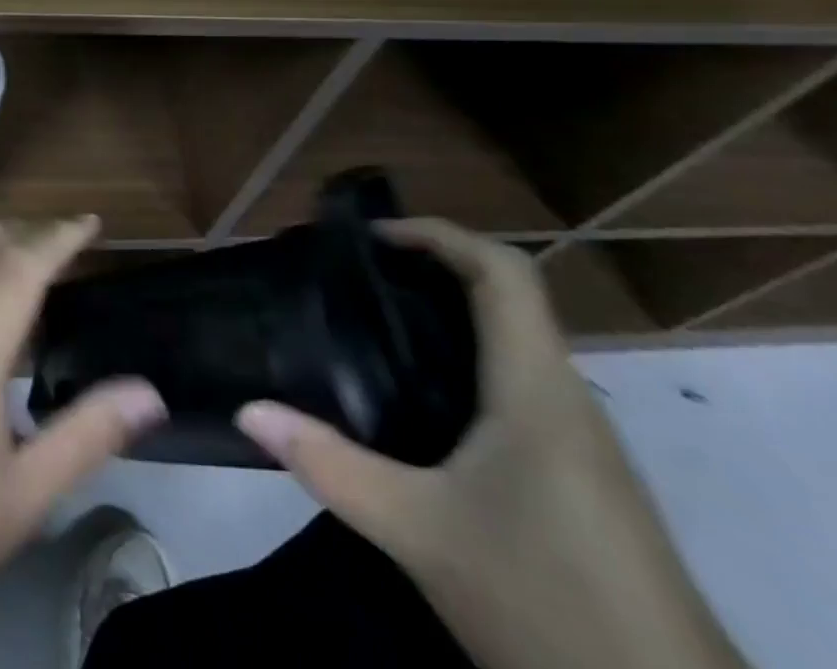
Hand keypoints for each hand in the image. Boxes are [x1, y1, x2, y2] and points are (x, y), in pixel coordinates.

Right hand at [235, 220, 747, 668]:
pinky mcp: (587, 483)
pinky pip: (521, 389)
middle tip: (356, 278)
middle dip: (430, 272)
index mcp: (536, 388)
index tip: (372, 236)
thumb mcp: (418, 532)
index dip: (439, 234)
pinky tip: (422, 408)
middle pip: (506, 300)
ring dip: (449, 320)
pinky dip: (467, 367)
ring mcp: (584, 444)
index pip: (502, 271)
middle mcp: (567, 399)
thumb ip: (330, 466)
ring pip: (514, 347)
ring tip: (375, 330)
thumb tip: (249, 411)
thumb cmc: (547, 603)